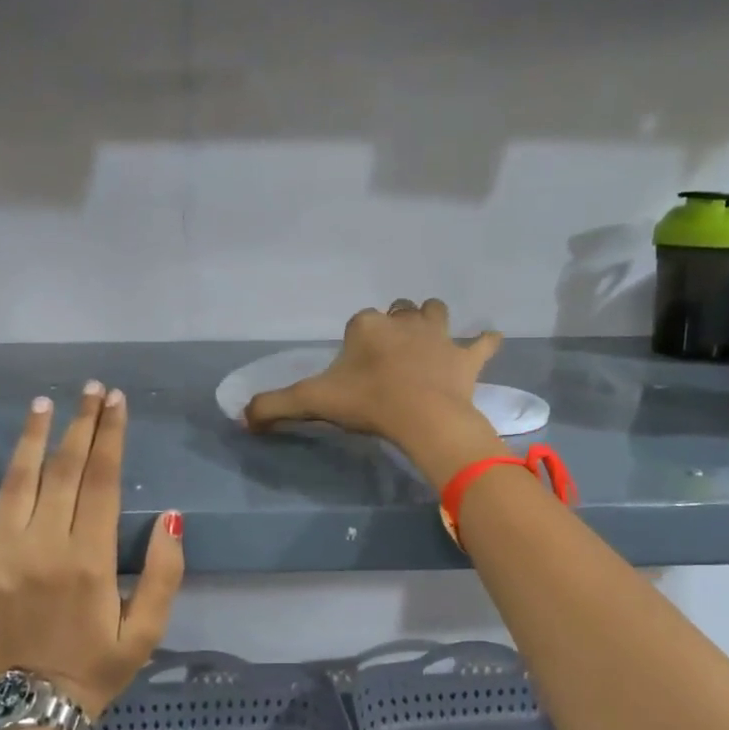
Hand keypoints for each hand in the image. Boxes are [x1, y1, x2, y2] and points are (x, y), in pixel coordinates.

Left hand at [0, 383, 183, 719]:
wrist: (31, 710)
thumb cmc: (99, 666)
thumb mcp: (149, 630)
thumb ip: (165, 573)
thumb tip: (172, 517)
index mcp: (90, 559)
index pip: (102, 480)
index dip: (110, 437)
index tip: (116, 402)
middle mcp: (44, 547)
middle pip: (63, 470)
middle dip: (80, 424)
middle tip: (91, 390)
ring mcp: (1, 555)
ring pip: (17, 481)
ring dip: (32, 438)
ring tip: (44, 403)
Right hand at [242, 299, 507, 482]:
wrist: (421, 417)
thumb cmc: (366, 403)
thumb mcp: (312, 402)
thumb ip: (274, 406)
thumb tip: (241, 416)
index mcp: (366, 326)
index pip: (358, 324)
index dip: (357, 343)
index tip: (355, 369)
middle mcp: (402, 321)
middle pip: (398, 312)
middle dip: (394, 325)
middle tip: (389, 355)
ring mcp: (438, 335)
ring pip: (434, 313)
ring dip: (431, 322)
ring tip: (428, 340)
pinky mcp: (466, 356)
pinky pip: (482, 343)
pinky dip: (484, 343)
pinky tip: (487, 343)